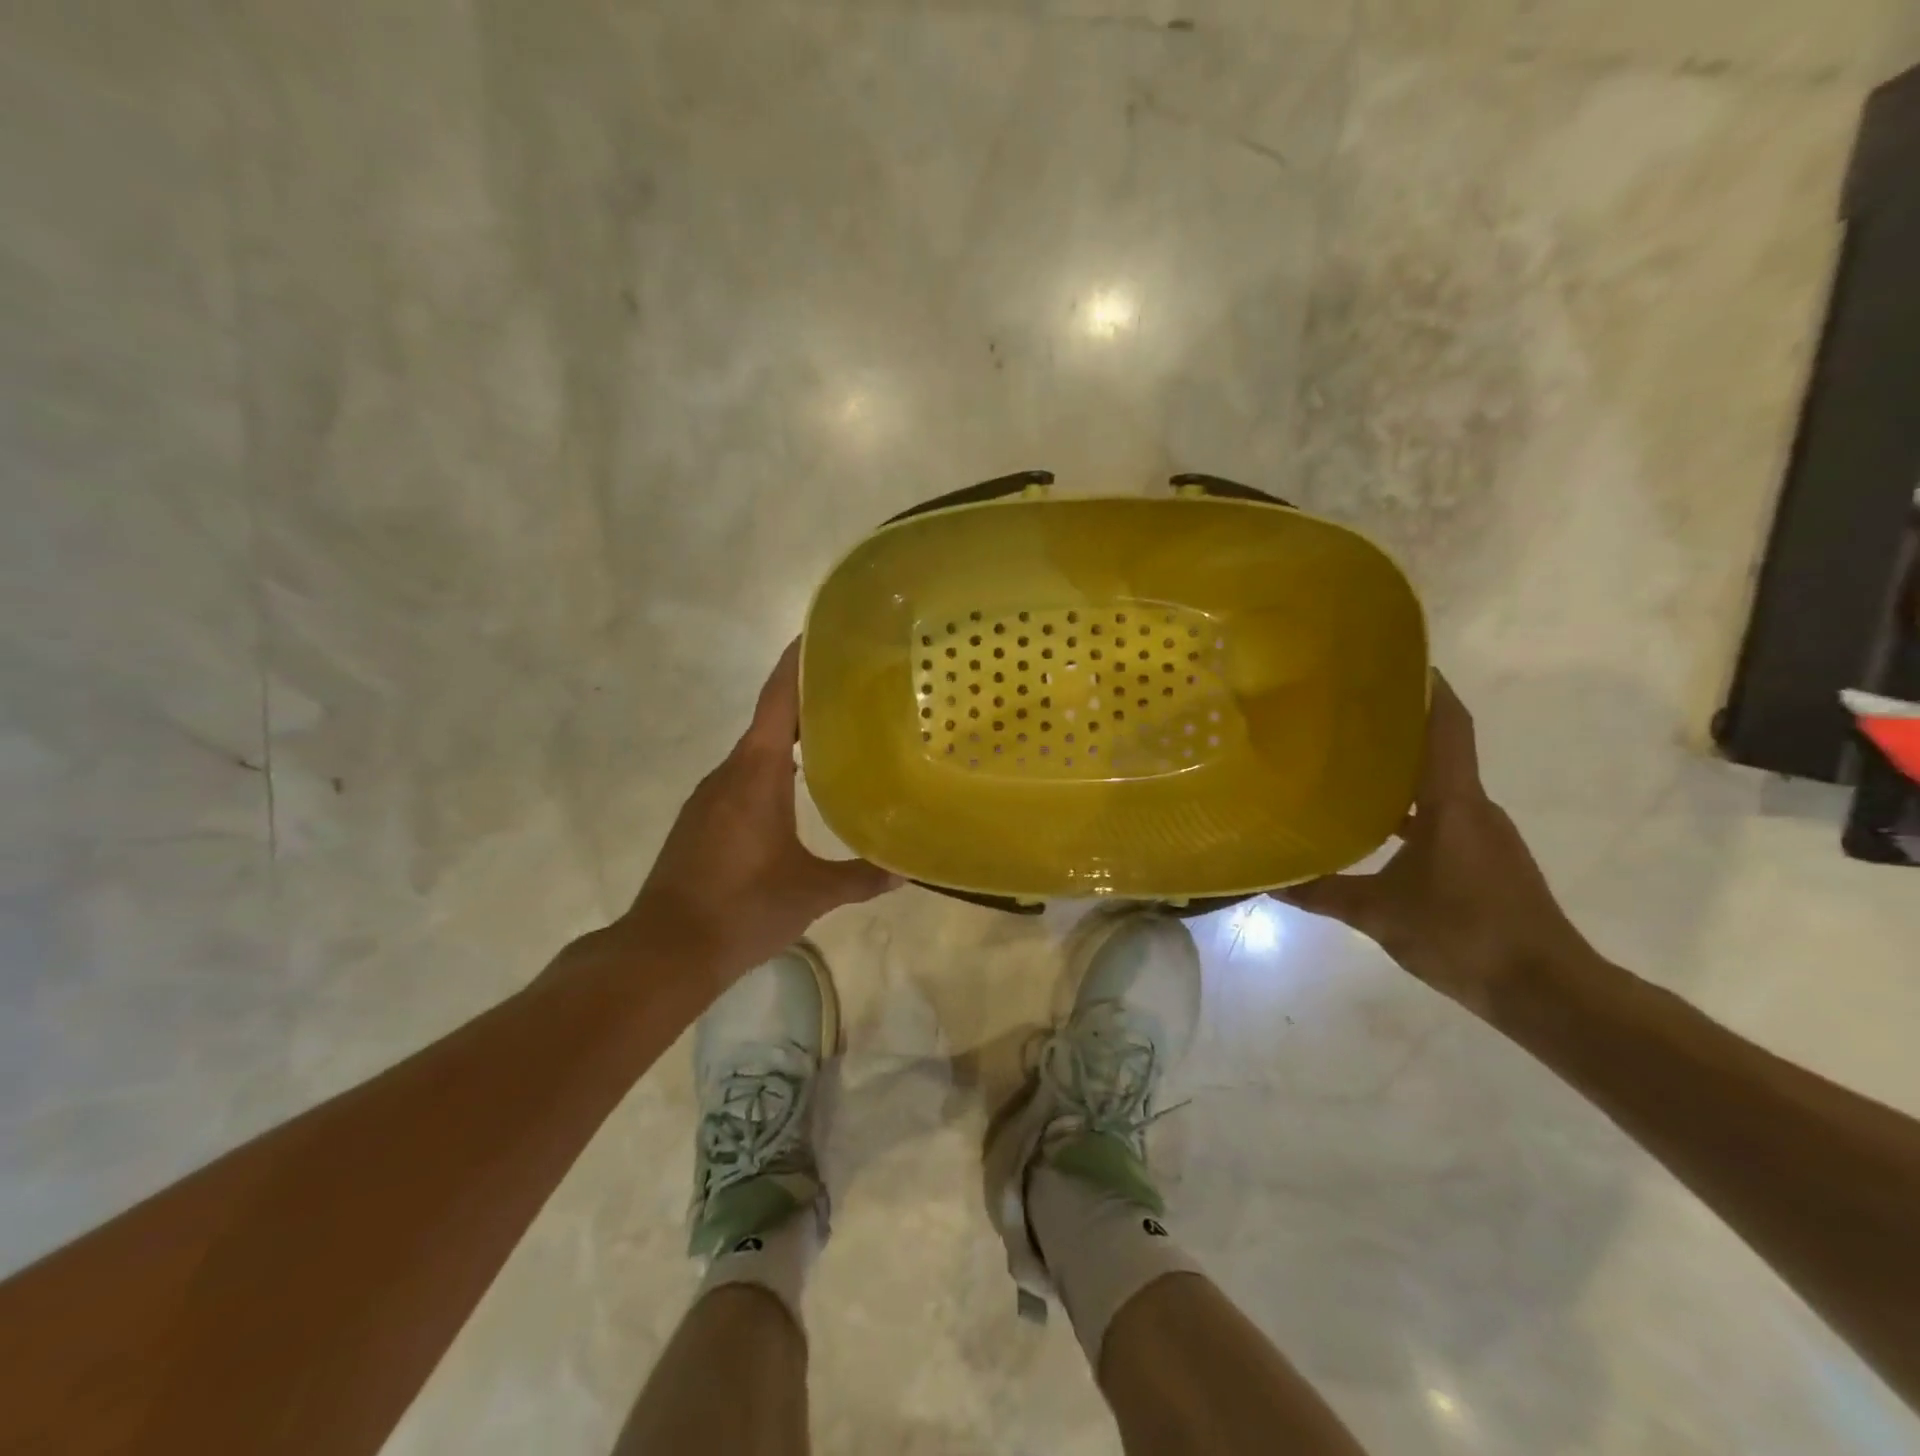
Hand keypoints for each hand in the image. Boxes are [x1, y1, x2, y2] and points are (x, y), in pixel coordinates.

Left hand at [625, 640, 898, 982]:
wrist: (664, 951)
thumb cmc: (741, 910)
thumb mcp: (810, 893)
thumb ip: (861, 877)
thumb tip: (907, 870)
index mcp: (756, 774)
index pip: (778, 701)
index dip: (798, 663)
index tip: (822, 635)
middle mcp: (729, 773)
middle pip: (770, 720)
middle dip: (808, 700)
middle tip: (856, 690)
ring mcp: (710, 796)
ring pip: (757, 751)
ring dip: (791, 737)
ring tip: (838, 734)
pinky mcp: (703, 819)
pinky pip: (745, 776)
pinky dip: (774, 767)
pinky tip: (800, 787)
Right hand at [1271, 673, 1594, 1013]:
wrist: (1547, 991)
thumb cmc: (1464, 934)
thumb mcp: (1379, 915)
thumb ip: (1322, 893)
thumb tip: (1268, 882)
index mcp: (1453, 804)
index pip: (1447, 727)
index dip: (1428, 689)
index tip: (1398, 660)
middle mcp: (1474, 808)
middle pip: (1438, 751)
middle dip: (1397, 727)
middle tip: (1343, 714)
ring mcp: (1483, 835)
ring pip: (1438, 787)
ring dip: (1400, 772)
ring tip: (1347, 764)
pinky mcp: (1486, 860)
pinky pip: (1442, 817)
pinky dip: (1409, 810)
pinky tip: (1374, 827)